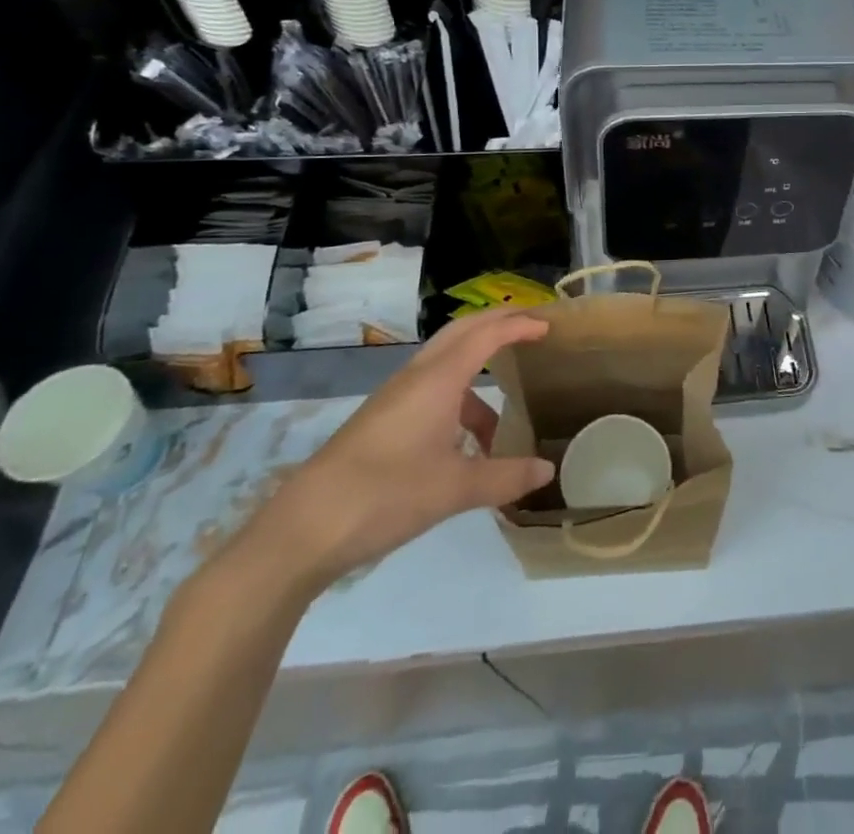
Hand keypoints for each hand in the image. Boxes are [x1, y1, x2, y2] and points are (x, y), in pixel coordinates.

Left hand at [240, 311, 554, 593]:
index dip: (520, 324)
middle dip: (498, 323)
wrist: (303, 529)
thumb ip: (506, 477)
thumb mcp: (455, 490)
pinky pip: (432, 389)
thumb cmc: (386, 495)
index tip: (550, 326)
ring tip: (506, 407)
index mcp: (438, 380)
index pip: (487, 334)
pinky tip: (466, 445)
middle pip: (463, 331)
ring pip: (446, 362)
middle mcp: (417, 376)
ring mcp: (396, 397)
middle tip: (532, 328)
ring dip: (478, 369)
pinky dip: (459, 399)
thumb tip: (546, 471)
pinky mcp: (382, 419)